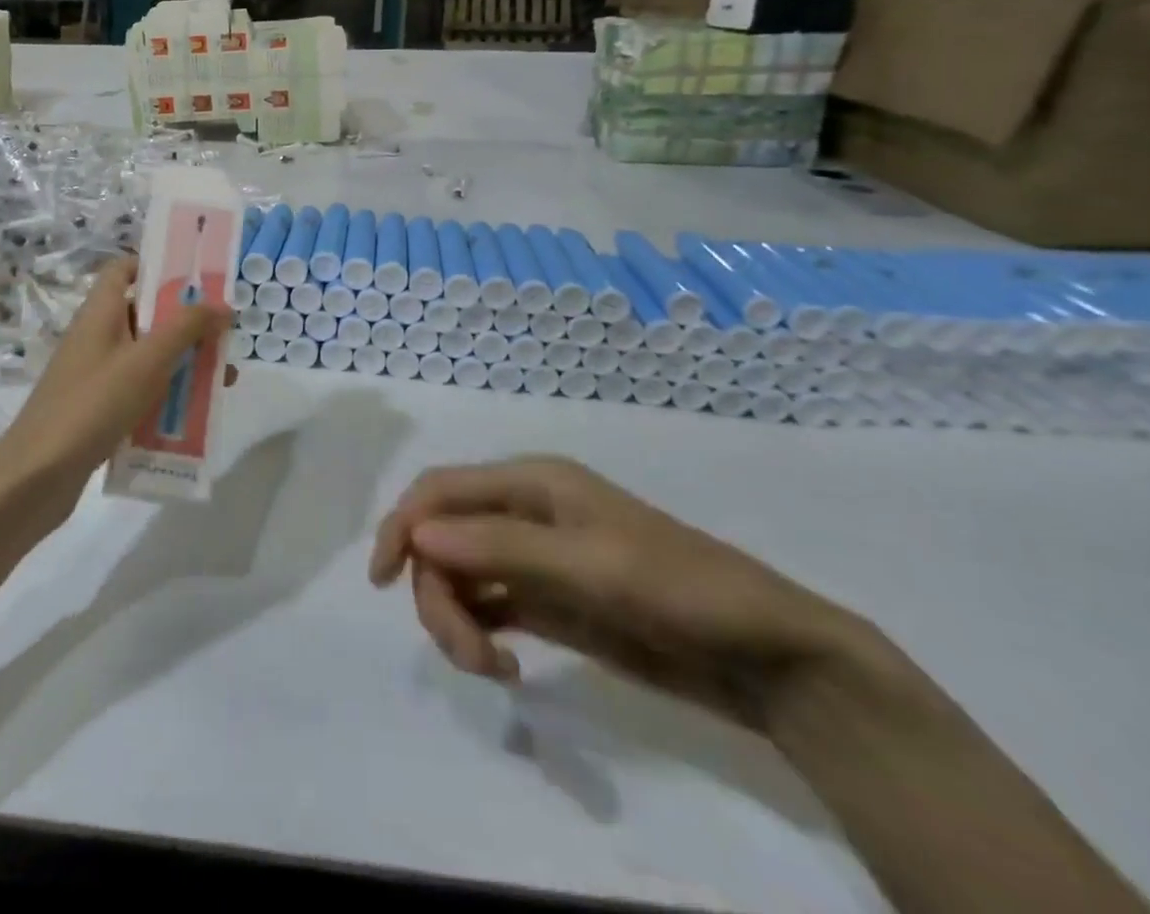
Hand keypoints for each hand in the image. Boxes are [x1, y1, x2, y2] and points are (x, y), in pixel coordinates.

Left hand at [0, 256, 231, 509]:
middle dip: (186, 324)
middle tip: (225, 337)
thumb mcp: (146, 361)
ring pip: (147, 358)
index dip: (156, 266)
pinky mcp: (98, 410)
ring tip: (223, 381)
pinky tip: (196, 416)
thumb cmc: (92, 405)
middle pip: (145, 315)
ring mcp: (95, 376)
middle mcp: (96, 337)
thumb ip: (186, 329)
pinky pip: (139, 393)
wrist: (36, 477)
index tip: (196, 279)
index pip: (123, 270)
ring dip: (183, 365)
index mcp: (100, 313)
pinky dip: (166, 397)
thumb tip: (222, 304)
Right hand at [370, 456, 861, 730]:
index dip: (402, 525)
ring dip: (456, 617)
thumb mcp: (591, 566)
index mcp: (530, 482)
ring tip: (492, 667)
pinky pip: (487, 605)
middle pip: (444, 539)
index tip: (382, 580)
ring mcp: (535, 559)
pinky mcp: (548, 601)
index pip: (441, 491)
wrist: (767, 656)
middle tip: (470, 656)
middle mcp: (523, 512)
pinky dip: (478, 630)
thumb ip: (502, 549)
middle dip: (439, 592)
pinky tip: (502, 664)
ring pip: (460, 575)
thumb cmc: (680, 590)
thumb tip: (417, 534)